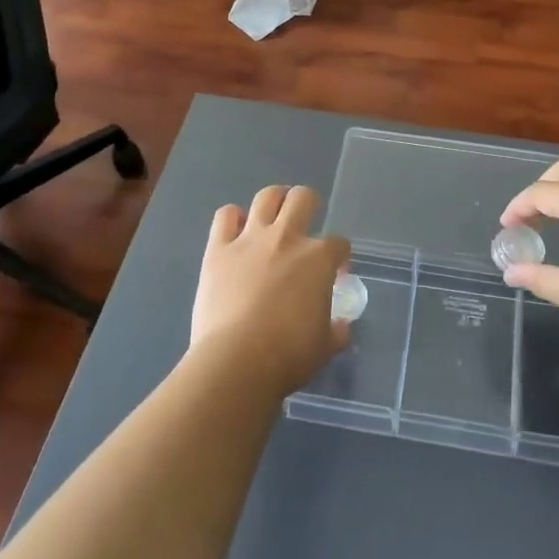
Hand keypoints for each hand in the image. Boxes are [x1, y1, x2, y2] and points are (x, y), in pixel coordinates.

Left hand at [190, 185, 350, 393]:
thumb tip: (341, 326)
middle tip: (305, 223)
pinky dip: (232, 218)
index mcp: (318, 259)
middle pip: (303, 198)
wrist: (236, 361)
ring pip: (267, 196)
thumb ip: (336, 330)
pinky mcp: (218, 249)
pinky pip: (225, 216)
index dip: (340, 256)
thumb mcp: (325, 346)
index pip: (338, 244)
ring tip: (273, 215)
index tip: (336, 272)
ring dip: (273, 201)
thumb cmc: (288, 355)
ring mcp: (250, 239)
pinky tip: (236, 232)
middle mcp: (287, 238)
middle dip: (309, 205)